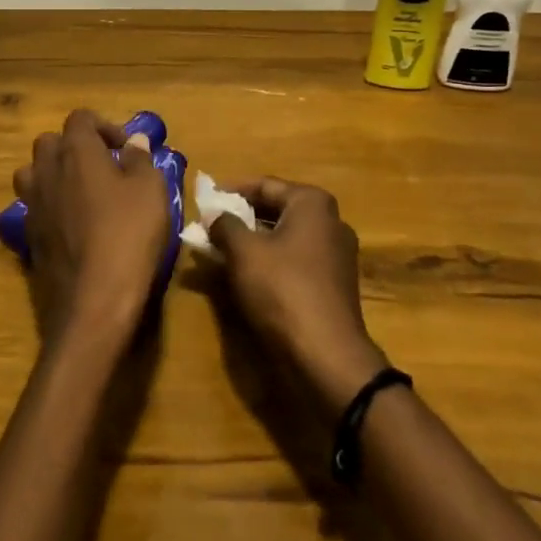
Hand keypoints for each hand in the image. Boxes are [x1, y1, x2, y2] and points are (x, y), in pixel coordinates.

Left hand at [13, 110, 172, 351]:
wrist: (93, 299)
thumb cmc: (128, 234)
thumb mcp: (150, 191)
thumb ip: (141, 160)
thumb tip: (135, 141)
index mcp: (76, 151)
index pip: (80, 118)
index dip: (104, 127)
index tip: (126, 150)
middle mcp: (46, 170)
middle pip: (50, 142)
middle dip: (75, 148)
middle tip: (104, 168)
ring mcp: (32, 204)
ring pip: (33, 173)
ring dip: (55, 175)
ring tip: (83, 193)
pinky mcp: (28, 235)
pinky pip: (35, 206)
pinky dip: (51, 206)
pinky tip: (74, 226)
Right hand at [207, 179, 386, 411]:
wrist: (325, 356)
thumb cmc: (282, 289)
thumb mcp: (243, 252)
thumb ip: (224, 225)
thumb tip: (214, 214)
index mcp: (312, 203)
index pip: (265, 185)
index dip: (231, 190)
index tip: (205, 200)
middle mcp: (330, 222)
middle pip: (276, 210)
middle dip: (241, 217)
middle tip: (209, 225)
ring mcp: (336, 256)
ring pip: (284, 238)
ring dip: (252, 242)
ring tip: (219, 251)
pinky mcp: (333, 285)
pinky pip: (294, 262)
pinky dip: (269, 262)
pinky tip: (244, 275)